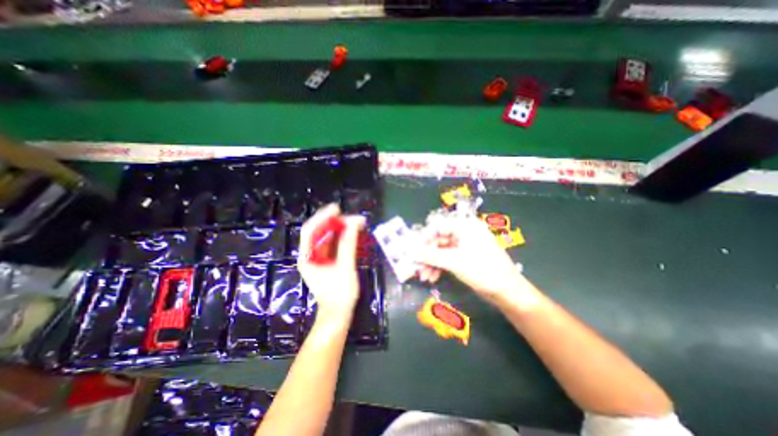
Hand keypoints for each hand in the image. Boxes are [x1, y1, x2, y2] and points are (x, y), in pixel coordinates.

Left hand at [301, 204, 368, 323]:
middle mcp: (309, 255)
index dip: (322, 217)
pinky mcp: (326, 261)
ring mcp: (317, 258)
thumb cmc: (340, 293)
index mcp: (308, 257)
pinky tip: (351, 232)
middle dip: (334, 222)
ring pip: (326, 236)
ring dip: (339, 228)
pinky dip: (341, 236)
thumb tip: (353, 223)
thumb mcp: (345, 267)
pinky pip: (332, 244)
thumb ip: (348, 244)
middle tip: (352, 218)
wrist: (338, 313)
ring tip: (354, 222)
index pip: (311, 230)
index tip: (337, 208)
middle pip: (319, 231)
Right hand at [412, 219, 528, 306]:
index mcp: (465, 226)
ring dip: (431, 263)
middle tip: (417, 266)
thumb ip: (431, 255)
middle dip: (427, 254)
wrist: (508, 292)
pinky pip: (447, 258)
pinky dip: (439, 266)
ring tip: (424, 276)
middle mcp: (464, 232)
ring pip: (441, 250)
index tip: (413, 250)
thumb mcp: (454, 262)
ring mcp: (465, 245)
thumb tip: (411, 251)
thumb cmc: (483, 270)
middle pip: (438, 239)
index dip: (423, 238)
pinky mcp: (465, 256)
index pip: (437, 226)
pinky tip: (432, 277)